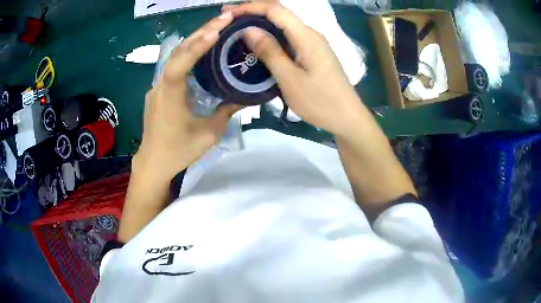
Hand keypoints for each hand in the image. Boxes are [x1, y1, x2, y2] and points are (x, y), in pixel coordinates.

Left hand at [134, 11, 240, 182]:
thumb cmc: (178, 151)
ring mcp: (157, 86)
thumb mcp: (208, 133)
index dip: (198, 44)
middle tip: (225, 18)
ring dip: (196, 40)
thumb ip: (227, 111)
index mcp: (170, 94)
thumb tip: (245, 95)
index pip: (181, 62)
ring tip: (218, 26)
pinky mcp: (159, 91)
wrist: (153, 163)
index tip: (218, 29)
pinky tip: (203, 48)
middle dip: (201, 32)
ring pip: (175, 57)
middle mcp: (160, 85)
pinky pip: (174, 66)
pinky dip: (189, 53)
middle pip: (178, 52)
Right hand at [224, 2, 366, 135]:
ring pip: (283, 25)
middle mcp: (310, 33)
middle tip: (228, 19)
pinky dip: (270, 35)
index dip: (250, 7)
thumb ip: (269, 51)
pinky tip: (258, 42)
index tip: (228, 13)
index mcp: (306, 36)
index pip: (275, 9)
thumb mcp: (290, 78)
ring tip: (237, 29)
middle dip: (253, 12)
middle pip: (279, 13)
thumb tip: (248, 29)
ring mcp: (313, 43)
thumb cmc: (320, 101)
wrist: (347, 117)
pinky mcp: (313, 52)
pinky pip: (288, 37)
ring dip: (260, 23)